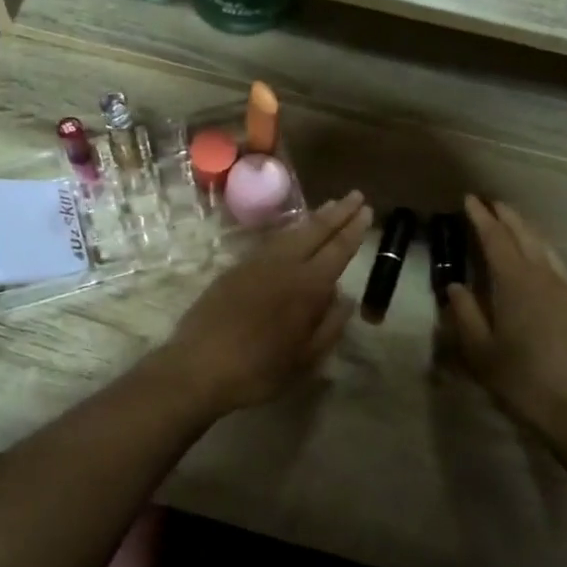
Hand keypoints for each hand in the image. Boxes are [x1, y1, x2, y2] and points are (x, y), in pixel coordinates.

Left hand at [157, 192, 371, 413]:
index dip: (354, 229)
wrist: (199, 365)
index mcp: (307, 286)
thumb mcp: (306, 359)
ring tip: (330, 207)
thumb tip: (346, 298)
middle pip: (315, 231)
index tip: (368, 210)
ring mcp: (256, 263)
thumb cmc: (259, 370)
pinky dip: (290, 232)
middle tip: (356, 195)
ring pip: (291, 232)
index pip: (338, 249)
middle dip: (338, 212)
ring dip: (313, 219)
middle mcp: (284, 265)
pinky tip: (293, 234)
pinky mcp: (236, 268)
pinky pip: (271, 241)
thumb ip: (330, 325)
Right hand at [445, 195, 566, 441]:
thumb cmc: (520, 379)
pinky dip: (540, 249)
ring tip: (511, 221)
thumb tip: (456, 287)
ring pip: (544, 247)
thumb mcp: (480, 351)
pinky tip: (536, 257)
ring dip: (526, 229)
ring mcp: (564, 290)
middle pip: (524, 235)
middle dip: (506, 216)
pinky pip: (556, 264)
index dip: (481, 217)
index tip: (469, 199)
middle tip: (489, 202)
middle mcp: (542, 277)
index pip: (495, 239)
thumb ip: (465, 314)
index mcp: (514, 283)